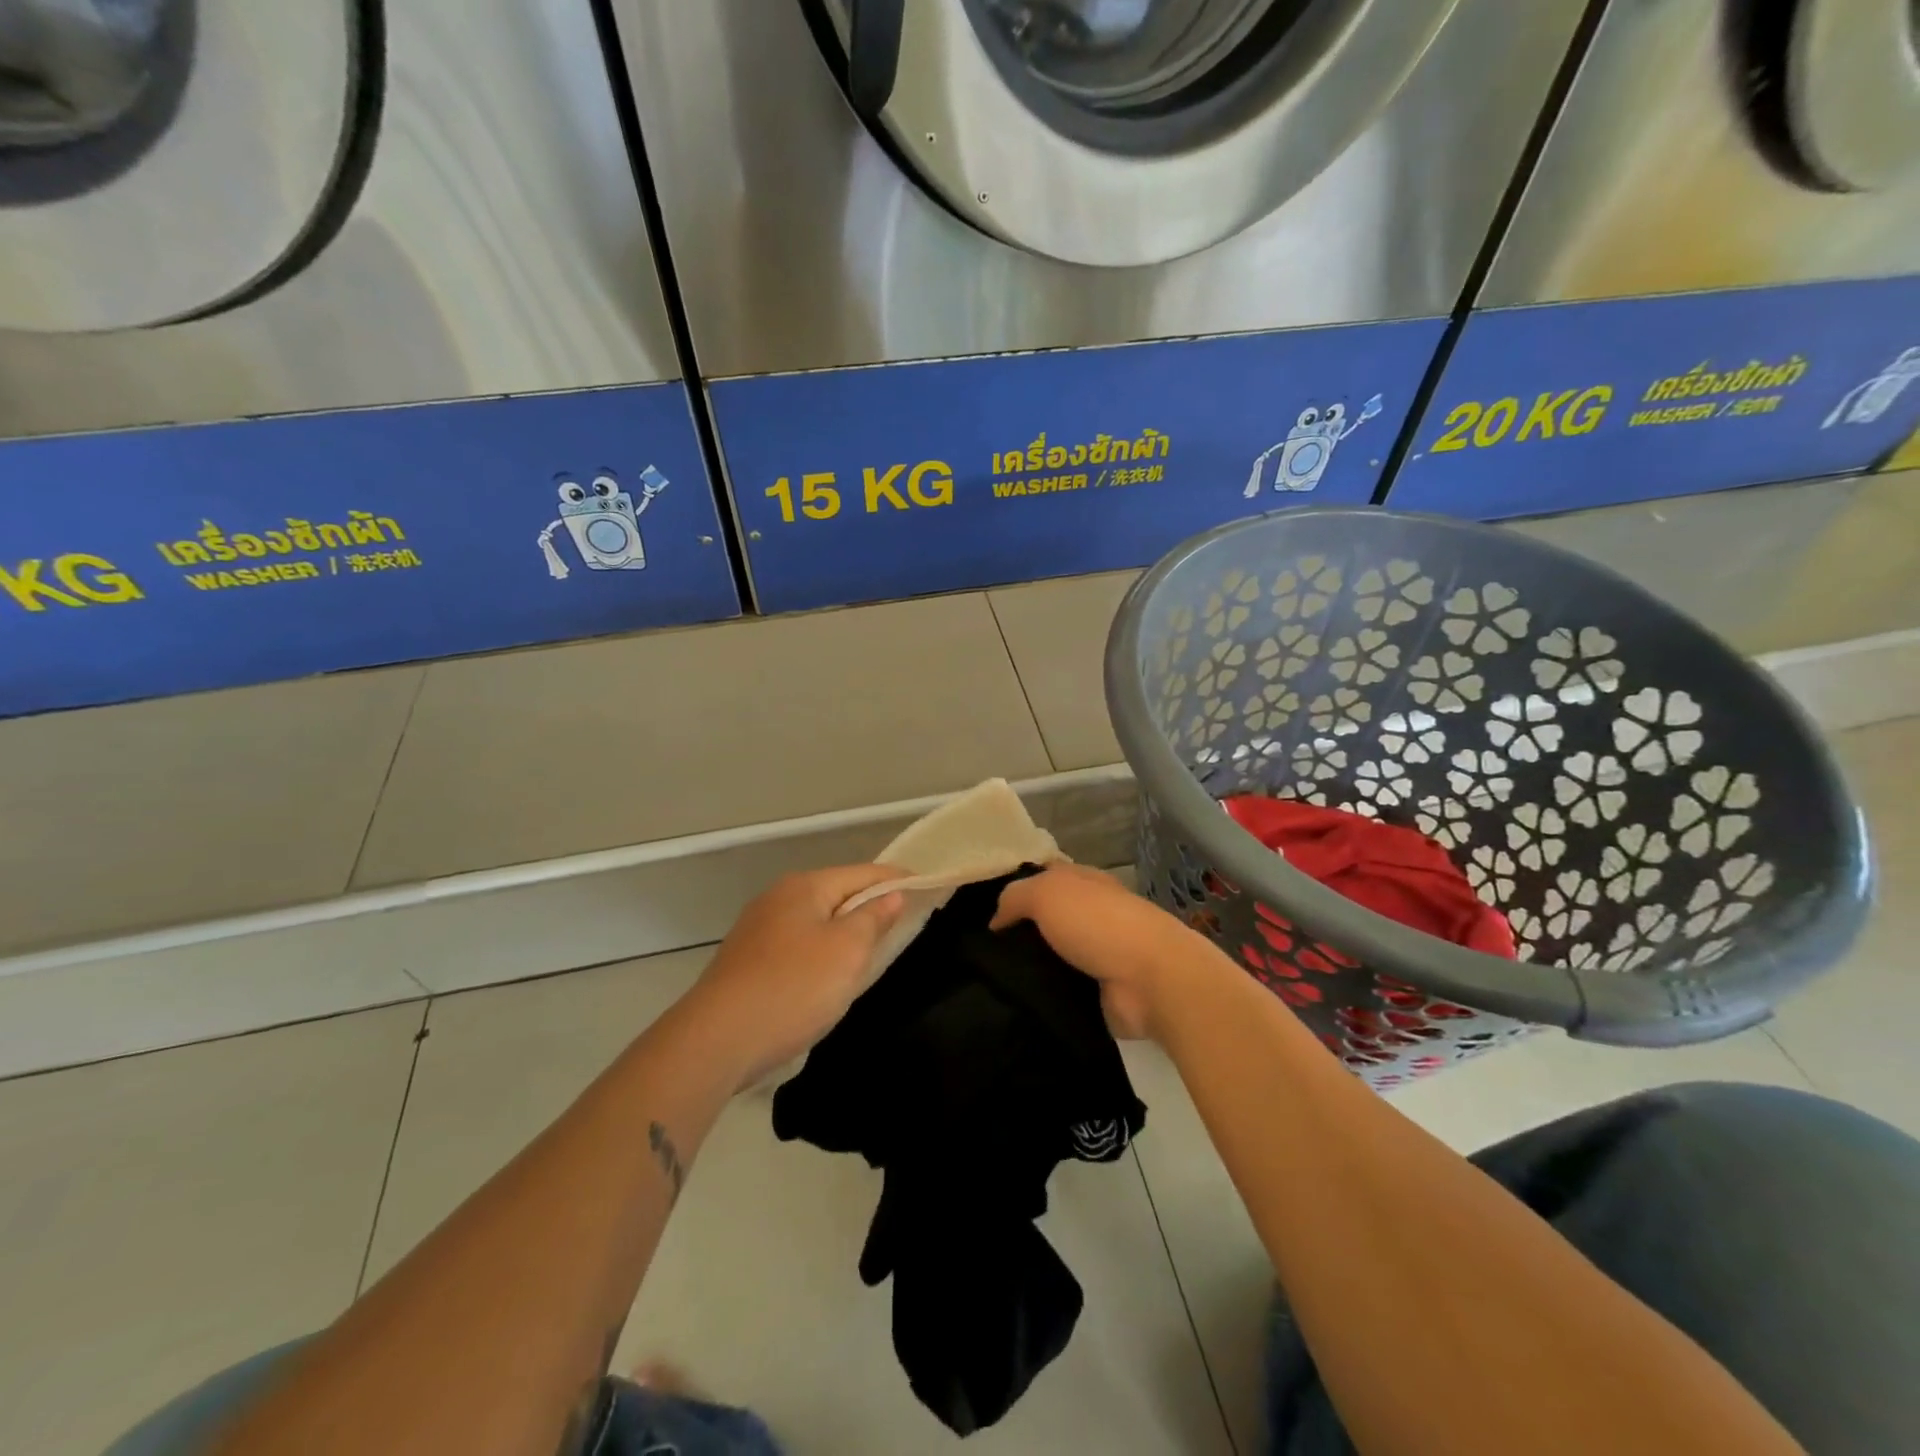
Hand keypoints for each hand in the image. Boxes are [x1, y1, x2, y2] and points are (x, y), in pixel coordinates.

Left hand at [689, 864, 906, 1087]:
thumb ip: (874, 918)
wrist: (717, 1041)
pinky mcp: (747, 960)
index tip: (928, 888)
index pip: (864, 873)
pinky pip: (798, 944)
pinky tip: (828, 975)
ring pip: (817, 921)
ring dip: (846, 931)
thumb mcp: (847, 951)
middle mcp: (779, 898)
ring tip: (874, 950)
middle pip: (838, 893)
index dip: (897, 879)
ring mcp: (758, 929)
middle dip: (871, 906)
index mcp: (805, 886)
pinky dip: (821, 952)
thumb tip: (891, 894)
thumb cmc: (793, 988)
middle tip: (906, 923)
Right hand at [992, 864, 1221, 1040]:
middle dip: (1018, 933)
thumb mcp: (1047, 893)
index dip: (1017, 888)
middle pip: (1047, 919)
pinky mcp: (1101, 992)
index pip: (1045, 877)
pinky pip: (1062, 990)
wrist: (1152, 980)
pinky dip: (1044, 996)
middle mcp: (1093, 914)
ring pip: (1052, 956)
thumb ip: (1015, 897)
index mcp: (1085, 883)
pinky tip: (1015, 1003)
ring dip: (1029, 968)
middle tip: (979, 952)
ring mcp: (1099, 955)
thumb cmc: (1098, 923)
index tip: (984, 910)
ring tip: (989, 982)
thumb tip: (996, 921)